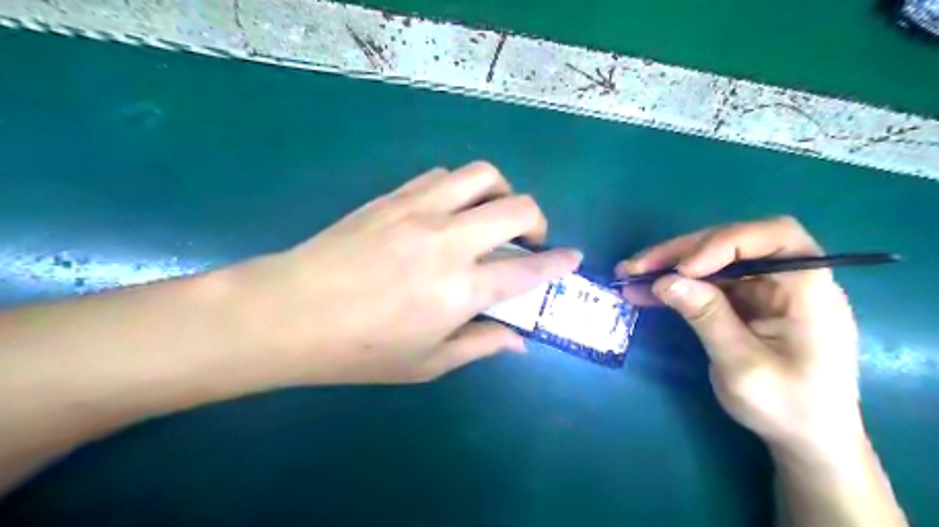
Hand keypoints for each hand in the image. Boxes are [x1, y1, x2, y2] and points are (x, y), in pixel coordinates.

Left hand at [227, 162, 580, 383]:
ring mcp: (419, 210)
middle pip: (517, 208)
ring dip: (501, 193)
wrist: (289, 312)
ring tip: (492, 216)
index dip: (558, 263)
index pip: (528, 270)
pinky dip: (461, 188)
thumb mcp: (427, 363)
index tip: (573, 259)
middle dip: (537, 221)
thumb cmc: (360, 350)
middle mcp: (449, 240)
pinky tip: (450, 210)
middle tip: (529, 240)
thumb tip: (518, 341)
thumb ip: (480, 345)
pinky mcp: (394, 197)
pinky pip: (442, 176)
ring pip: (482, 175)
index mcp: (461, 289)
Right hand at [619, 216, 863, 452]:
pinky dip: (674, 286)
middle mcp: (786, 279)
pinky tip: (643, 292)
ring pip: (711, 261)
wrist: (805, 438)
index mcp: (808, 289)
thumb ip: (707, 318)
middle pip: (731, 244)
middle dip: (681, 253)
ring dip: (669, 266)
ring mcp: (762, 289)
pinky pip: (704, 283)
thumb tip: (665, 281)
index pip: (773, 237)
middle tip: (636, 267)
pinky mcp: (743, 302)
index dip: (725, 243)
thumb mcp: (743, 366)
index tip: (684, 270)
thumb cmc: (788, 407)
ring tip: (629, 275)